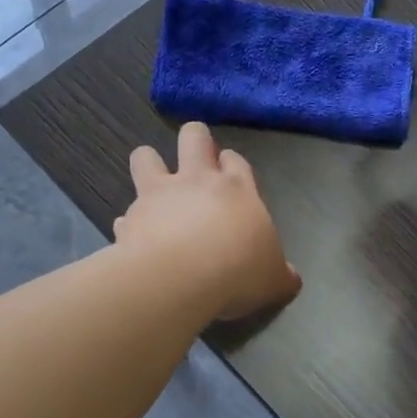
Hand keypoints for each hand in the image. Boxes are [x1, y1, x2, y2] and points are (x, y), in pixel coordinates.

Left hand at [116, 122, 300, 321]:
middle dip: (195, 140)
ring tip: (154, 182)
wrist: (180, 279)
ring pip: (145, 156)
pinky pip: (125, 214)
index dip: (231, 164)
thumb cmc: (238, 272)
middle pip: (193, 137)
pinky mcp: (129, 219)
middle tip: (196, 159)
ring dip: (149, 163)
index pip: (235, 161)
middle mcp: (196, 181)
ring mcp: (158, 196)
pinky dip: (129, 223)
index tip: (230, 175)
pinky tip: (134, 238)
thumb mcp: (274, 280)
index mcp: (237, 189)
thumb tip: (291, 277)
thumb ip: (281, 274)